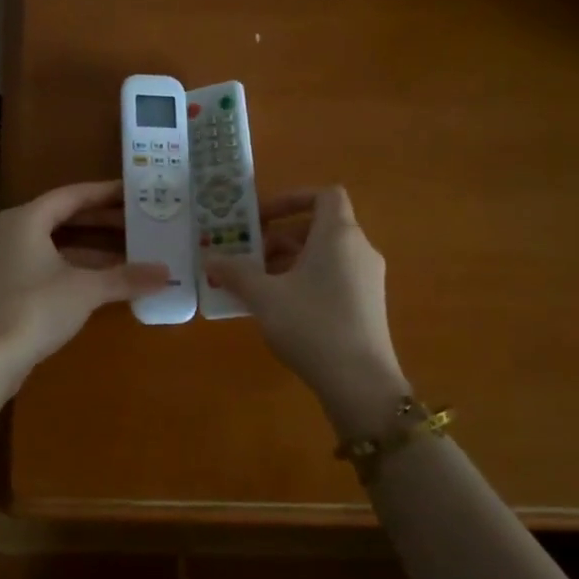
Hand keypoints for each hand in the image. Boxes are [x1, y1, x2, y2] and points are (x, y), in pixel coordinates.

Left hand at [0, 181, 169, 385]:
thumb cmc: (35, 310)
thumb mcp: (86, 290)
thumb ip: (125, 278)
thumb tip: (165, 273)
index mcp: (24, 220)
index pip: (70, 196)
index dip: (104, 194)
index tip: (133, 193)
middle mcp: (7, 232)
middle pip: (60, 219)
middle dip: (99, 223)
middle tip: (136, 224)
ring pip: (50, 245)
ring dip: (86, 249)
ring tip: (125, 254)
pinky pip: (39, 266)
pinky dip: (68, 268)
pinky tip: (96, 282)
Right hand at [206, 186, 407, 427]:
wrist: (360, 383)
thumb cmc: (311, 325)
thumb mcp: (264, 296)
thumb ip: (236, 272)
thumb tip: (210, 258)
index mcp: (338, 235)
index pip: (325, 195)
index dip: (291, 198)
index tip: (261, 217)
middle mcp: (358, 250)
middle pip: (318, 227)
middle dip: (279, 237)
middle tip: (247, 257)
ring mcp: (367, 279)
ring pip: (323, 255)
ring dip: (288, 262)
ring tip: (255, 285)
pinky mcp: (367, 306)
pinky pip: (332, 278)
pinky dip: (304, 281)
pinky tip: (279, 309)